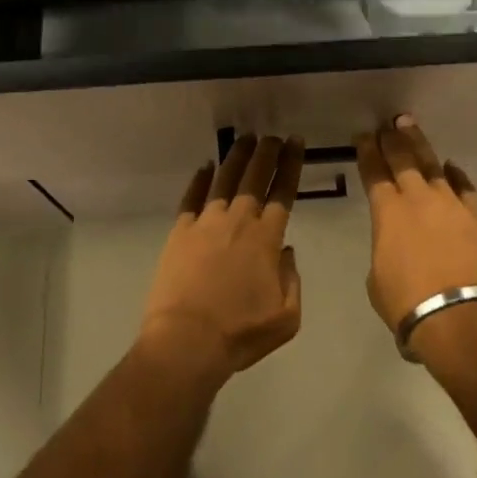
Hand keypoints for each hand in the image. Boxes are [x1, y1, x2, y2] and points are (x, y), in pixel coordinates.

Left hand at [139, 134, 305, 382]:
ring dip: (236, 157)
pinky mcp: (180, 232)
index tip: (296, 143)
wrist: (187, 341)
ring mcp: (206, 223)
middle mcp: (238, 221)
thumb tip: (285, 251)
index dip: (291, 164)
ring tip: (244, 139)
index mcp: (266, 238)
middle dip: (266, 152)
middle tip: (273, 136)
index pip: (283, 191)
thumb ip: (291, 279)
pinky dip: (199, 180)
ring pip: (224, 179)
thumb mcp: (286, 317)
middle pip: (255, 177)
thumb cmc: (240, 333)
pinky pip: (191, 198)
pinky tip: (204, 167)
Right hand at [354, 115, 476, 335]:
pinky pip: (464, 188)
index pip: (373, 172)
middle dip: (392, 139)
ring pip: (433, 165)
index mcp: (387, 212)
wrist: (459, 319)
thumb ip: (384, 249)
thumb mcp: (377, 277)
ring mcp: (450, 205)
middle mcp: (418, 199)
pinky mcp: (476, 219)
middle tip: (388, 123)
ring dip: (420, 145)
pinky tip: (451, 166)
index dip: (366, 151)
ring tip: (411, 127)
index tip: (362, 136)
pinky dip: (456, 175)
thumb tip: (394, 244)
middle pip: (403, 159)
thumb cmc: (407, 303)